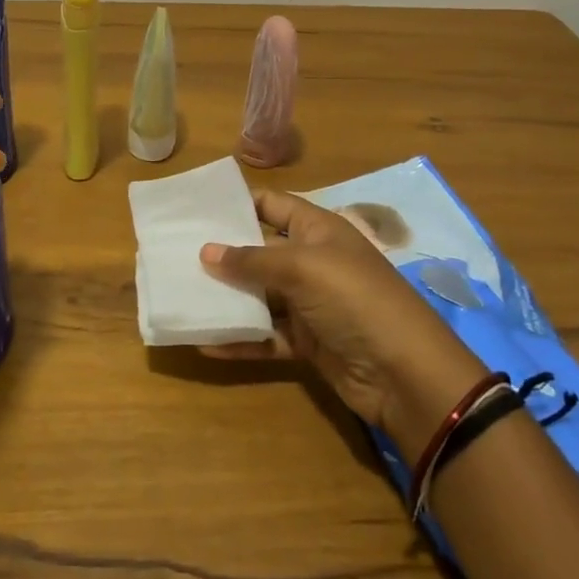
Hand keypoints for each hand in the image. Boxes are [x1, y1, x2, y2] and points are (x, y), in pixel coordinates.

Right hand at [200, 191, 487, 461]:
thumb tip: (206, 251)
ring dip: (226, 298)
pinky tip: (205, 344)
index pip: (272, 205)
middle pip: (259, 251)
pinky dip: (240, 339)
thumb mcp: (303, 268)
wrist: (404, 373)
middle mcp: (312, 261)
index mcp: (317, 230)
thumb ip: (252, 260)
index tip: (195, 211)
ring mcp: (309, 303)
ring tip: (182, 296)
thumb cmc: (354, 299)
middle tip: (174, 254)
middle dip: (222, 253)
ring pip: (259, 295)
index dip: (237, 205)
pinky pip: (265, 335)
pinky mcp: (306, 341)